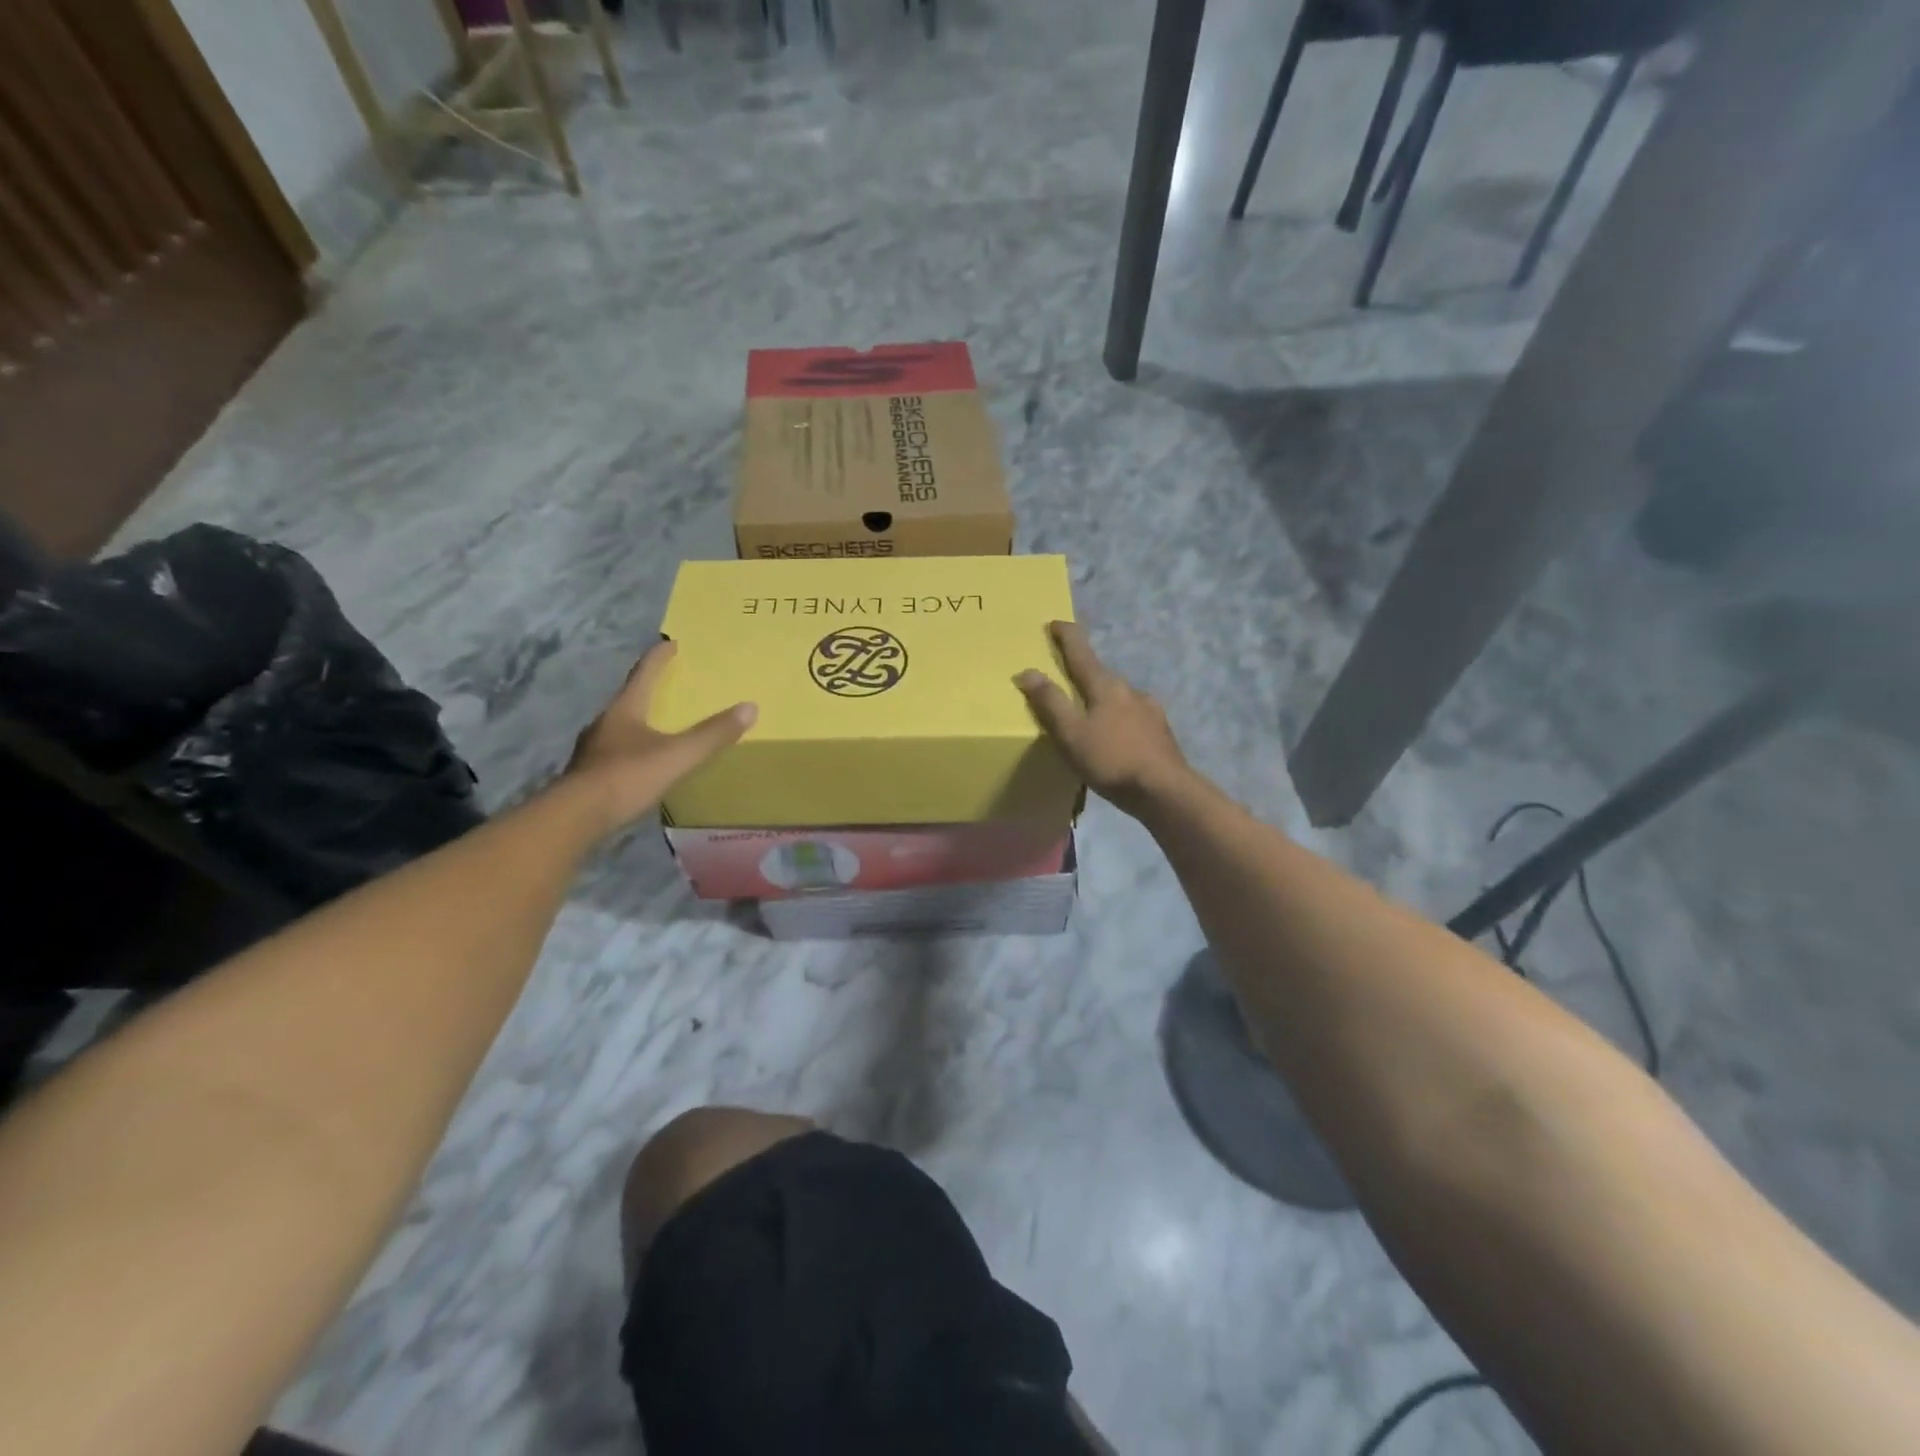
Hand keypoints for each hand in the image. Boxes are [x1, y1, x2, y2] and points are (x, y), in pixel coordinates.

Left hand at [566, 641, 755, 834]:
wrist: (576, 817)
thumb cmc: (627, 776)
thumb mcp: (678, 755)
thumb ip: (712, 734)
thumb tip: (750, 707)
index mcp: (625, 709)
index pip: (644, 674)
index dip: (659, 657)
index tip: (672, 643)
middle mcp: (605, 722)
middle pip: (630, 698)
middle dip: (651, 690)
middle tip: (671, 685)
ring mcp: (594, 749)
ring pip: (621, 726)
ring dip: (641, 721)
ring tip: (660, 725)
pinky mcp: (590, 774)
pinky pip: (617, 752)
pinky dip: (634, 749)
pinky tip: (643, 762)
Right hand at [1016, 621, 1190, 817]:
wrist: (1164, 790)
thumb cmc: (1112, 760)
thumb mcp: (1071, 734)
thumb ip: (1049, 702)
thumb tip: (1027, 671)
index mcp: (1105, 686)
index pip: (1081, 652)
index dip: (1066, 636)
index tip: (1055, 623)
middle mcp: (1129, 689)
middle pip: (1100, 674)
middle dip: (1082, 673)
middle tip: (1064, 681)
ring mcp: (1149, 709)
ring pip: (1118, 697)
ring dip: (1101, 699)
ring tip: (1088, 716)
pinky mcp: (1159, 731)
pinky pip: (1131, 716)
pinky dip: (1117, 720)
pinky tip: (1114, 738)